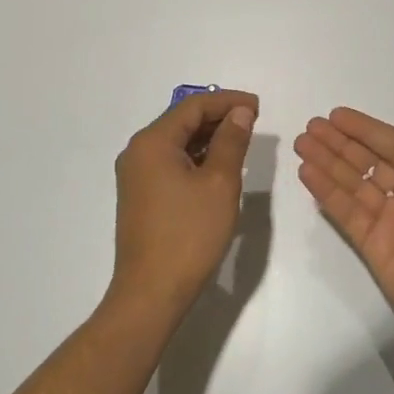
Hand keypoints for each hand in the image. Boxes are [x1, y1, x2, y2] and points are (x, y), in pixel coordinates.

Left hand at [110, 90, 257, 321]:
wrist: (151, 293)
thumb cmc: (189, 234)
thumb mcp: (220, 183)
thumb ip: (231, 141)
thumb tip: (239, 112)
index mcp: (152, 142)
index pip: (193, 106)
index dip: (227, 101)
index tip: (258, 107)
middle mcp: (138, 152)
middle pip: (182, 121)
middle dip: (218, 117)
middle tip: (253, 122)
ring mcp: (136, 176)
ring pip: (177, 142)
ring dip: (209, 138)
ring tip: (241, 142)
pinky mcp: (141, 196)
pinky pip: (171, 163)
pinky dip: (196, 158)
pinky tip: (219, 167)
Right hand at [295, 108, 393, 361]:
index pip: (392, 146)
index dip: (365, 130)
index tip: (337, 116)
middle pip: (367, 161)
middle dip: (339, 142)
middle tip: (311, 125)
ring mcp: (387, 221)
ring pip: (351, 183)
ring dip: (327, 162)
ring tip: (302, 142)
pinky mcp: (371, 246)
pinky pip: (345, 212)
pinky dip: (326, 192)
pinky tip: (308, 173)